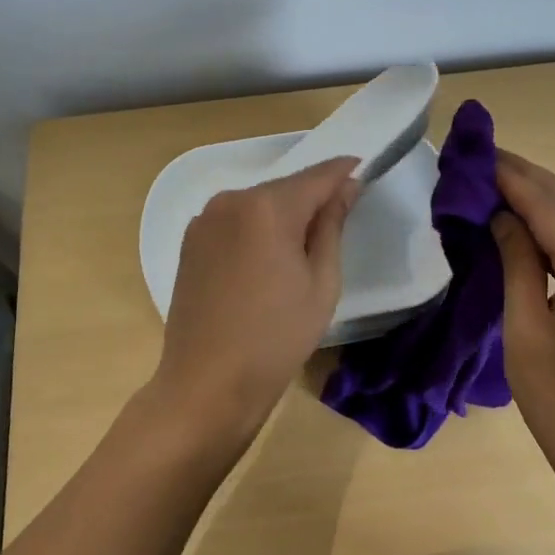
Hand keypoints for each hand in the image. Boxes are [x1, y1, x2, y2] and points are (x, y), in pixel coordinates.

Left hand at [151, 158, 360, 442]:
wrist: (206, 384)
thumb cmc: (276, 338)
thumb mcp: (321, 283)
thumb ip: (332, 225)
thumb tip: (346, 187)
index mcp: (267, 207)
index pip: (317, 175)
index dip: (344, 171)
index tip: (364, 170)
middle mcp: (230, 200)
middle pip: (285, 188)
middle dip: (313, 197)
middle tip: (339, 221)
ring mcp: (205, 219)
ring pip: (258, 204)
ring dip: (283, 214)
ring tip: (301, 250)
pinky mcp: (190, 241)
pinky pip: (235, 221)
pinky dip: (257, 229)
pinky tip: (266, 261)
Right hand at [490, 148, 554, 483]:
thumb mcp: (525, 330)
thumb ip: (516, 263)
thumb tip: (502, 216)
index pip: (547, 205)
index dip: (509, 176)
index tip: (474, 153)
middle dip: (525, 176)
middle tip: (479, 159)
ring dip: (541, 193)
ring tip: (496, 179)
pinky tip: (528, 216)